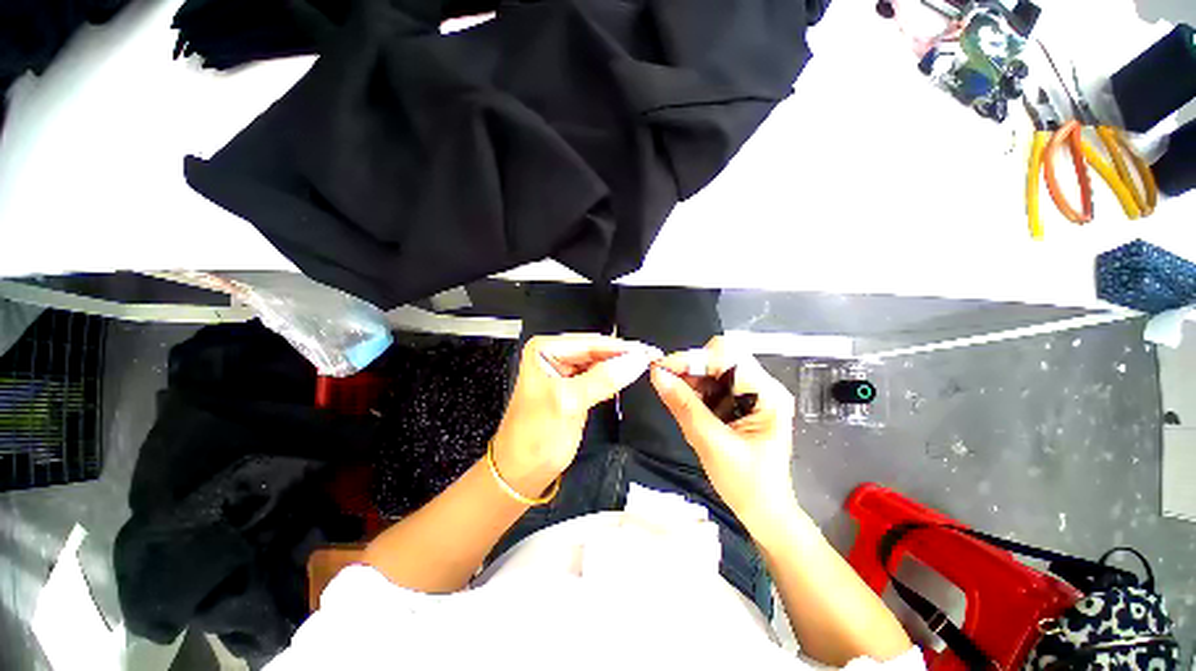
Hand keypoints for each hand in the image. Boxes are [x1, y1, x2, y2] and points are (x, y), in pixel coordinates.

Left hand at [491, 334, 660, 497]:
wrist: (522, 473)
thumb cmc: (536, 437)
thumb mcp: (568, 403)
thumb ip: (603, 379)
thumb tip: (637, 360)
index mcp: (545, 349)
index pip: (590, 343)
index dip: (622, 348)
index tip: (650, 352)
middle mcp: (554, 355)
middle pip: (596, 350)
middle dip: (623, 355)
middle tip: (653, 358)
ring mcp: (564, 372)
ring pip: (599, 363)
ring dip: (621, 366)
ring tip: (647, 365)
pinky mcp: (574, 388)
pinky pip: (598, 377)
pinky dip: (613, 378)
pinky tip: (628, 377)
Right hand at [650, 336, 797, 538]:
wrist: (764, 512)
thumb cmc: (746, 484)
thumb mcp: (710, 443)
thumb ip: (683, 405)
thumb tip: (657, 374)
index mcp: (767, 394)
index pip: (726, 356)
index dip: (692, 358)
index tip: (660, 369)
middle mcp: (763, 385)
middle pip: (721, 356)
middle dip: (690, 366)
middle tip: (665, 381)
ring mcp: (753, 392)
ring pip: (714, 368)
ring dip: (690, 377)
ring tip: (673, 394)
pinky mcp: (741, 401)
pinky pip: (713, 383)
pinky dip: (695, 388)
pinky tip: (684, 400)